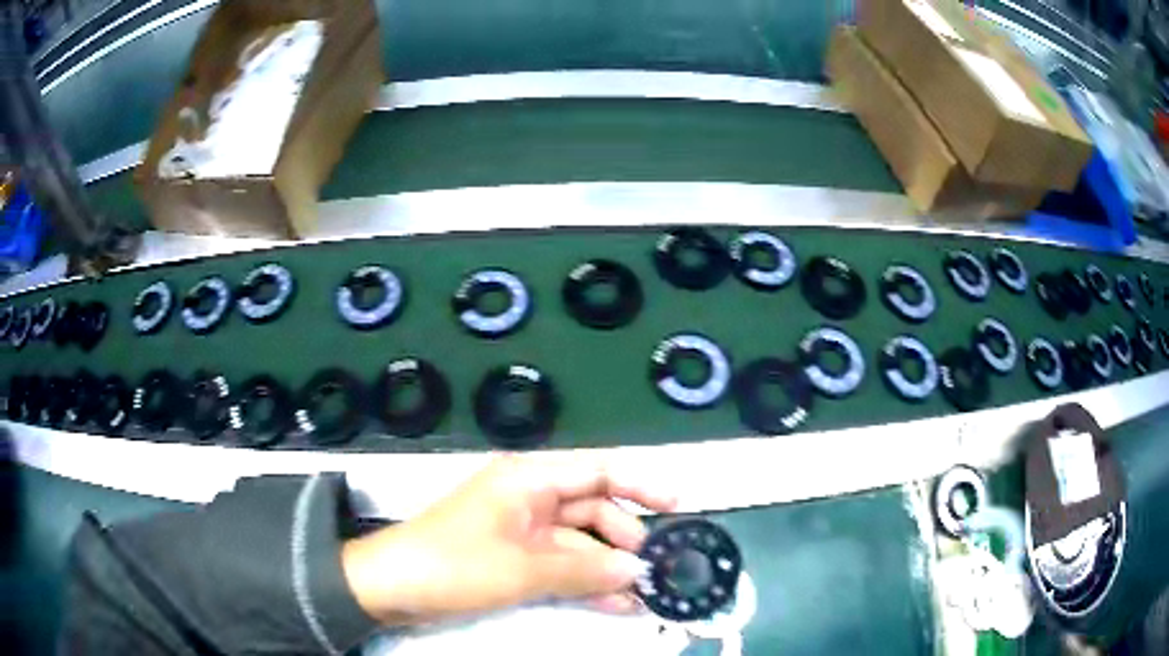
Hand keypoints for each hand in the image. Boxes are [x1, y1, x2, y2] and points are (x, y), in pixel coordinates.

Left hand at [342, 454, 676, 625]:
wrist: (392, 587)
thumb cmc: (454, 564)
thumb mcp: (523, 569)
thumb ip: (585, 570)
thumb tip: (638, 570)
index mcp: (530, 480)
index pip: (598, 471)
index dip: (641, 484)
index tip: (678, 505)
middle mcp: (531, 499)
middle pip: (594, 511)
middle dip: (626, 538)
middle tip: (657, 568)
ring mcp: (523, 532)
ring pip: (580, 544)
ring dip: (609, 568)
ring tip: (644, 594)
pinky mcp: (516, 559)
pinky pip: (561, 566)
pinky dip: (586, 582)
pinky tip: (616, 603)